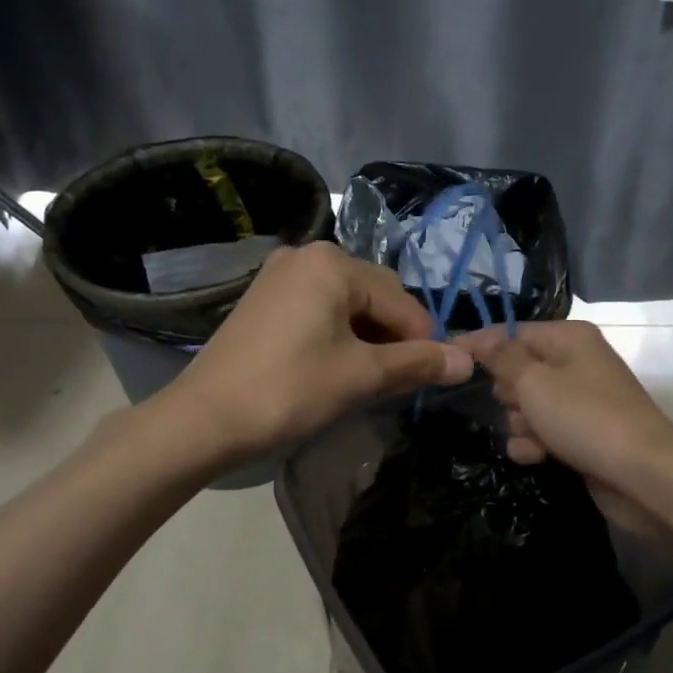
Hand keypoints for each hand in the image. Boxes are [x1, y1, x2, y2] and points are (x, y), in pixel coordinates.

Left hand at [167, 241, 473, 463]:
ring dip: (367, 337)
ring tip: (366, 378)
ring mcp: (280, 274)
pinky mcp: (264, 297)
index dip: (421, 342)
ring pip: (347, 303)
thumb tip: (467, 362)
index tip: (427, 381)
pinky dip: (337, 333)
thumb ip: (417, 364)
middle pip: (375, 294)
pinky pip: (319, 308)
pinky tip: (334, 365)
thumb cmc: (289, 390)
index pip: (401, 301)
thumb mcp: (360, 377)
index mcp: (333, 263)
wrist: (204, 418)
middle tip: (393, 382)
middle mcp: (307, 255)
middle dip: (393, 337)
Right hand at [460, 321, 672, 535]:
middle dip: (508, 393)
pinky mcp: (581, 434)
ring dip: (520, 424)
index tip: (447, 357)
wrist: (642, 474)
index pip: (512, 332)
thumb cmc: (584, 417)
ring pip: (527, 405)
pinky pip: (543, 431)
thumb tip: (478, 338)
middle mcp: (576, 362)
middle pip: (518, 370)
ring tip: (534, 437)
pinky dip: (535, 443)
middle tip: (516, 406)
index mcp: (569, 338)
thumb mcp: (534, 382)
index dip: (480, 345)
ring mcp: (580, 400)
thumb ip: (501, 358)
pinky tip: (538, 456)